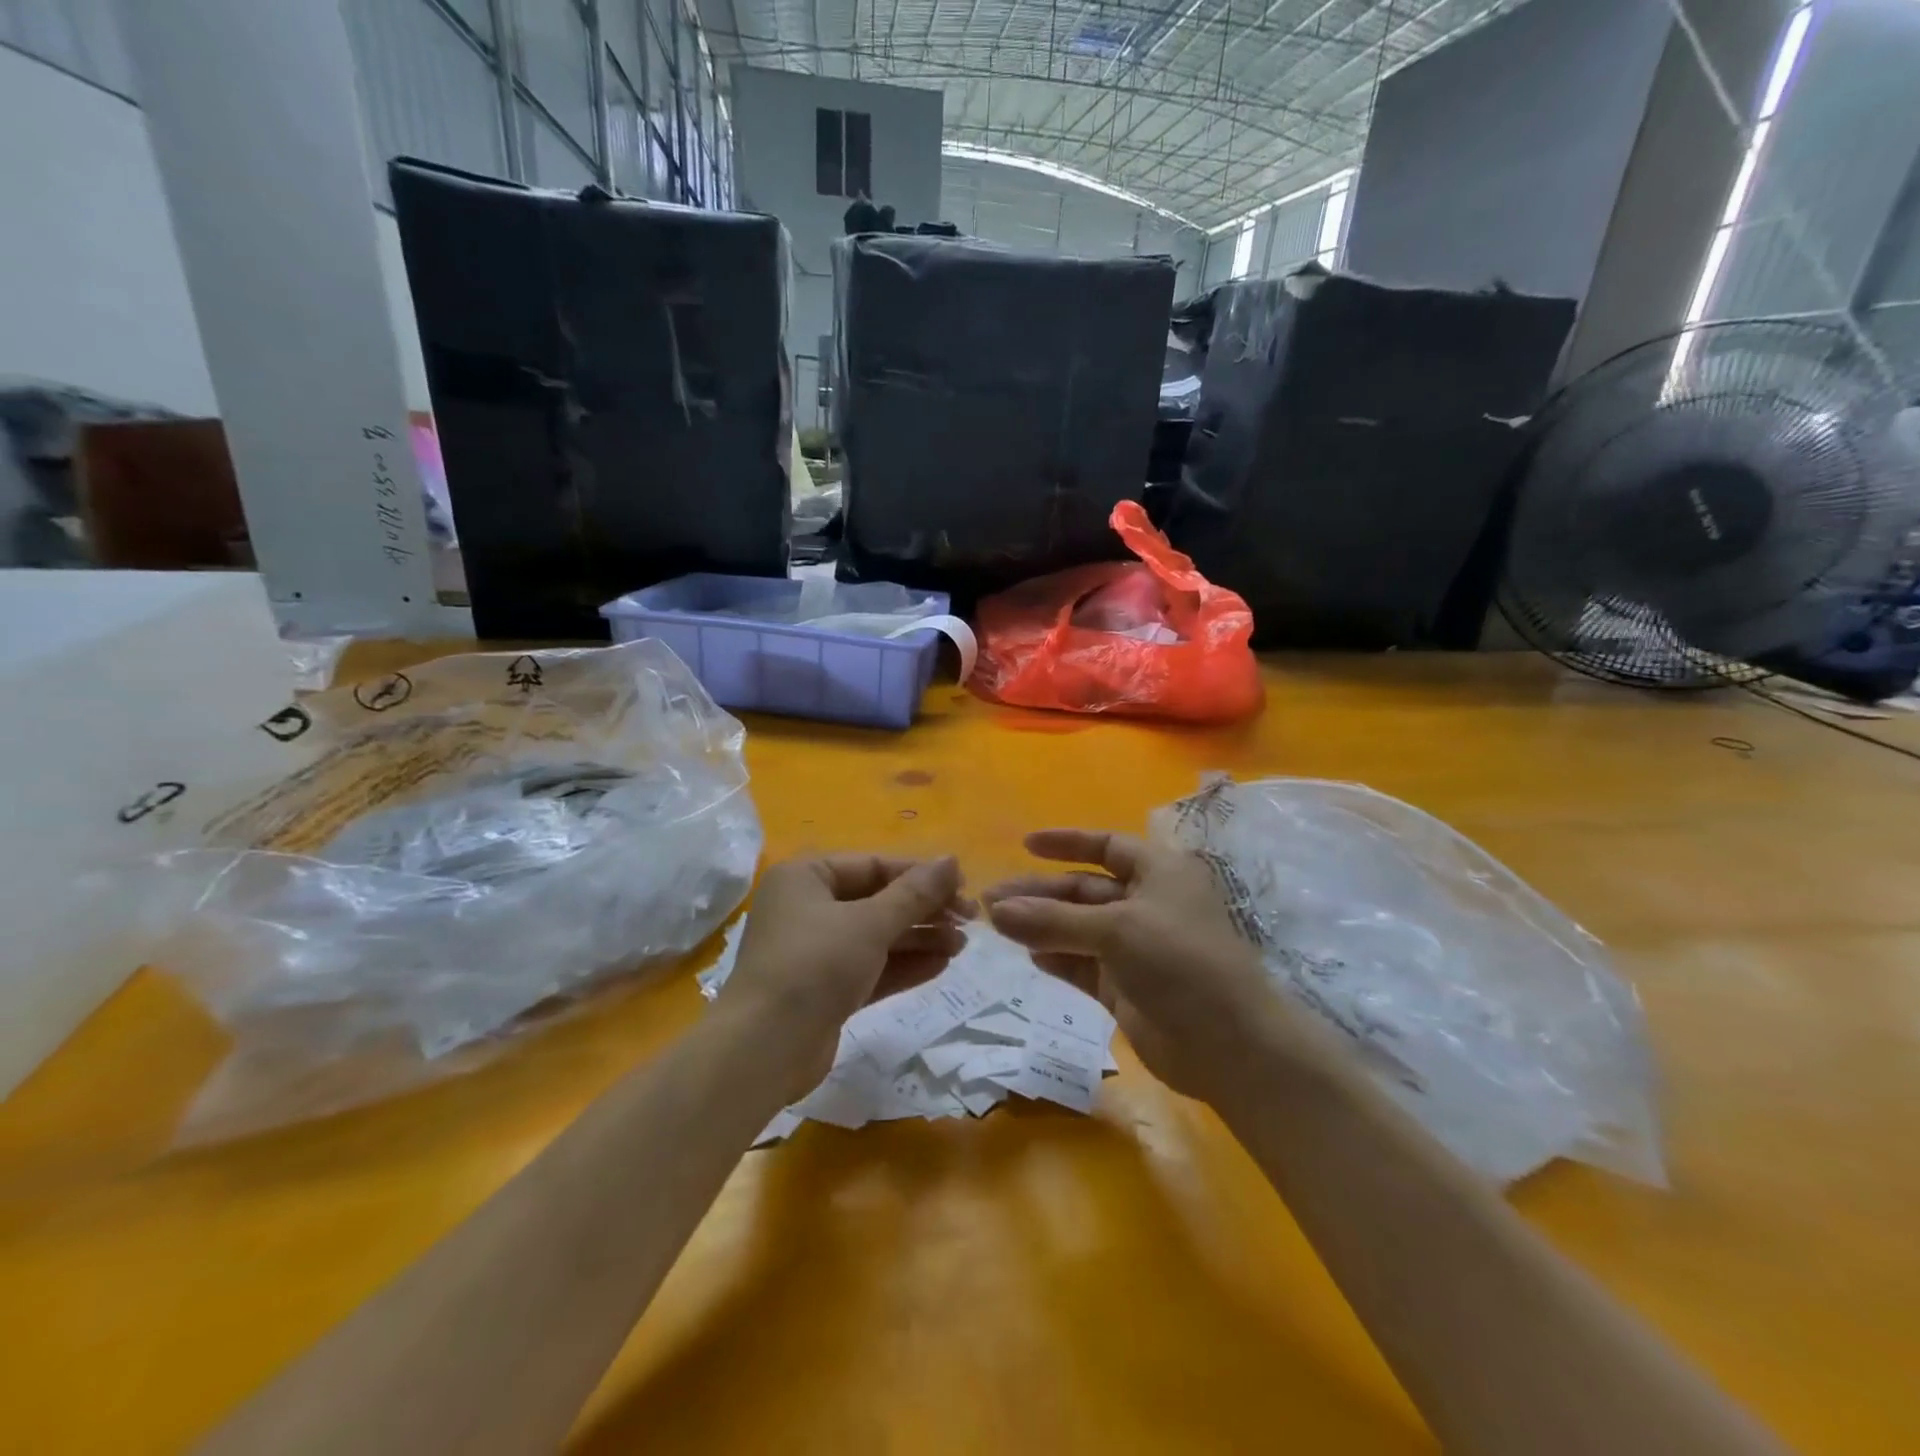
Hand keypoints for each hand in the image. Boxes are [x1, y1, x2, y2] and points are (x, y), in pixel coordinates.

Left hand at [723, 854, 971, 1100]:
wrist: (763, 1049)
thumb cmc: (815, 966)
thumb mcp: (870, 924)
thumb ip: (915, 893)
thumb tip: (952, 860)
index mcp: (807, 877)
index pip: (875, 866)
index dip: (921, 875)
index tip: (964, 887)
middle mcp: (808, 907)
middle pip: (878, 900)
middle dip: (924, 910)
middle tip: (970, 920)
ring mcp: (816, 951)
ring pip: (877, 936)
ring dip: (920, 938)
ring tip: (963, 945)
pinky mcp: (825, 989)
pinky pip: (871, 967)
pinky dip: (903, 965)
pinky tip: (941, 965)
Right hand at [983, 830, 1276, 1103]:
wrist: (1230, 1046)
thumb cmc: (1181, 962)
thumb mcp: (1116, 930)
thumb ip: (1053, 920)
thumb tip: (996, 910)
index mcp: (1159, 872)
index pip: (1107, 845)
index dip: (1067, 842)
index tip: (1025, 845)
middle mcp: (1146, 903)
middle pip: (1084, 889)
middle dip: (1040, 893)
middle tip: (991, 901)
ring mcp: (1135, 947)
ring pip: (1078, 928)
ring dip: (1041, 925)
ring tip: (997, 926)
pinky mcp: (1124, 986)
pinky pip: (1081, 963)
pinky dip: (1056, 957)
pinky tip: (1029, 955)